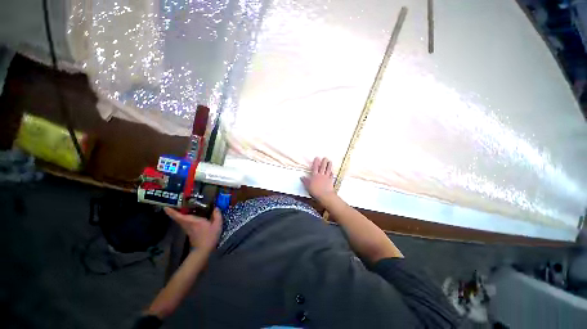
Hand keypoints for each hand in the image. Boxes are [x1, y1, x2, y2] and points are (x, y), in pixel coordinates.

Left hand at [164, 207, 222, 251]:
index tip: (165, 207)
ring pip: (180, 220)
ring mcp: (187, 229)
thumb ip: (217, 215)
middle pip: (178, 218)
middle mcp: (188, 224)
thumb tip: (216, 207)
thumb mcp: (217, 225)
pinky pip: (184, 223)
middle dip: (173, 212)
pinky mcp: (189, 232)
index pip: (180, 216)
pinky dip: (183, 219)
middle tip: (171, 205)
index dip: (172, 212)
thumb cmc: (210, 237)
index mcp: (193, 221)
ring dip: (178, 215)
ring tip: (179, 208)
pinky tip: (187, 216)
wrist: (203, 250)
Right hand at [301, 157, 335, 202]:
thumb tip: (301, 177)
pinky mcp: (330, 181)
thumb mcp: (308, 186)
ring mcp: (326, 178)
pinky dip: (332, 173)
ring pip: (328, 170)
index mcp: (315, 176)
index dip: (316, 162)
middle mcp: (321, 175)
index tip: (317, 157)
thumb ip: (305, 181)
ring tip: (330, 161)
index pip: (315, 167)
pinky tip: (332, 171)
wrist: (324, 195)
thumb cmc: (315, 191)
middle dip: (324, 162)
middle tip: (325, 157)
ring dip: (329, 165)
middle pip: (322, 167)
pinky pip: (331, 176)